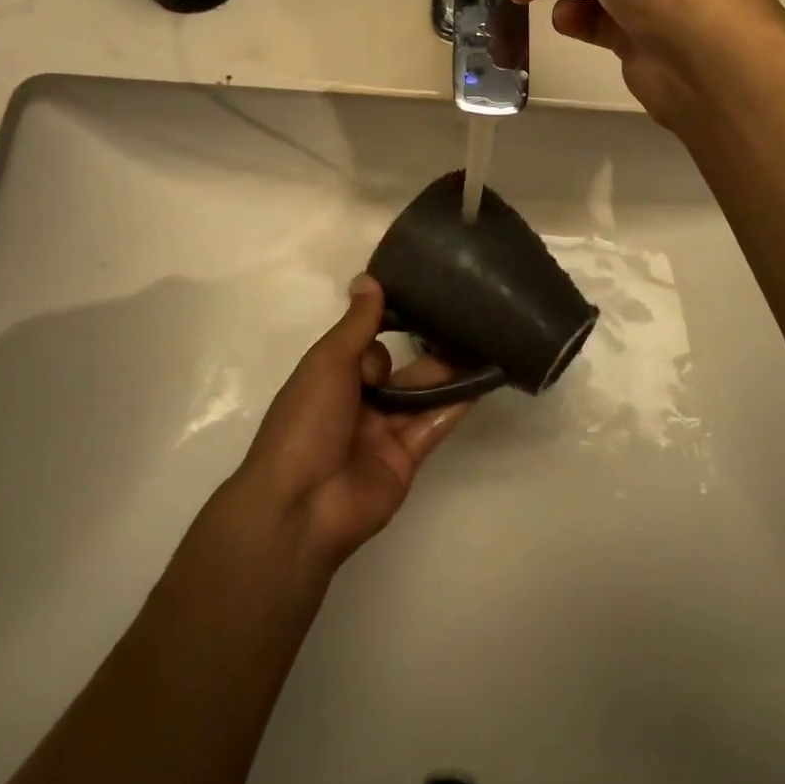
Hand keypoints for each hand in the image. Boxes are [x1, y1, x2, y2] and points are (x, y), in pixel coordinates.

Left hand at [231, 275, 476, 570]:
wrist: (301, 505)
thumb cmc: (306, 421)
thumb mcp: (328, 361)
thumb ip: (357, 323)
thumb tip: (369, 278)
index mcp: (331, 376)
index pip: (367, 342)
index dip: (389, 323)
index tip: (423, 294)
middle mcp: (358, 401)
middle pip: (398, 368)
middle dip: (425, 346)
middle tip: (464, 316)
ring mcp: (383, 431)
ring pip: (421, 394)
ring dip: (448, 372)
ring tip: (483, 340)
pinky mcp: (406, 459)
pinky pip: (433, 424)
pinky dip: (456, 403)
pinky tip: (482, 379)